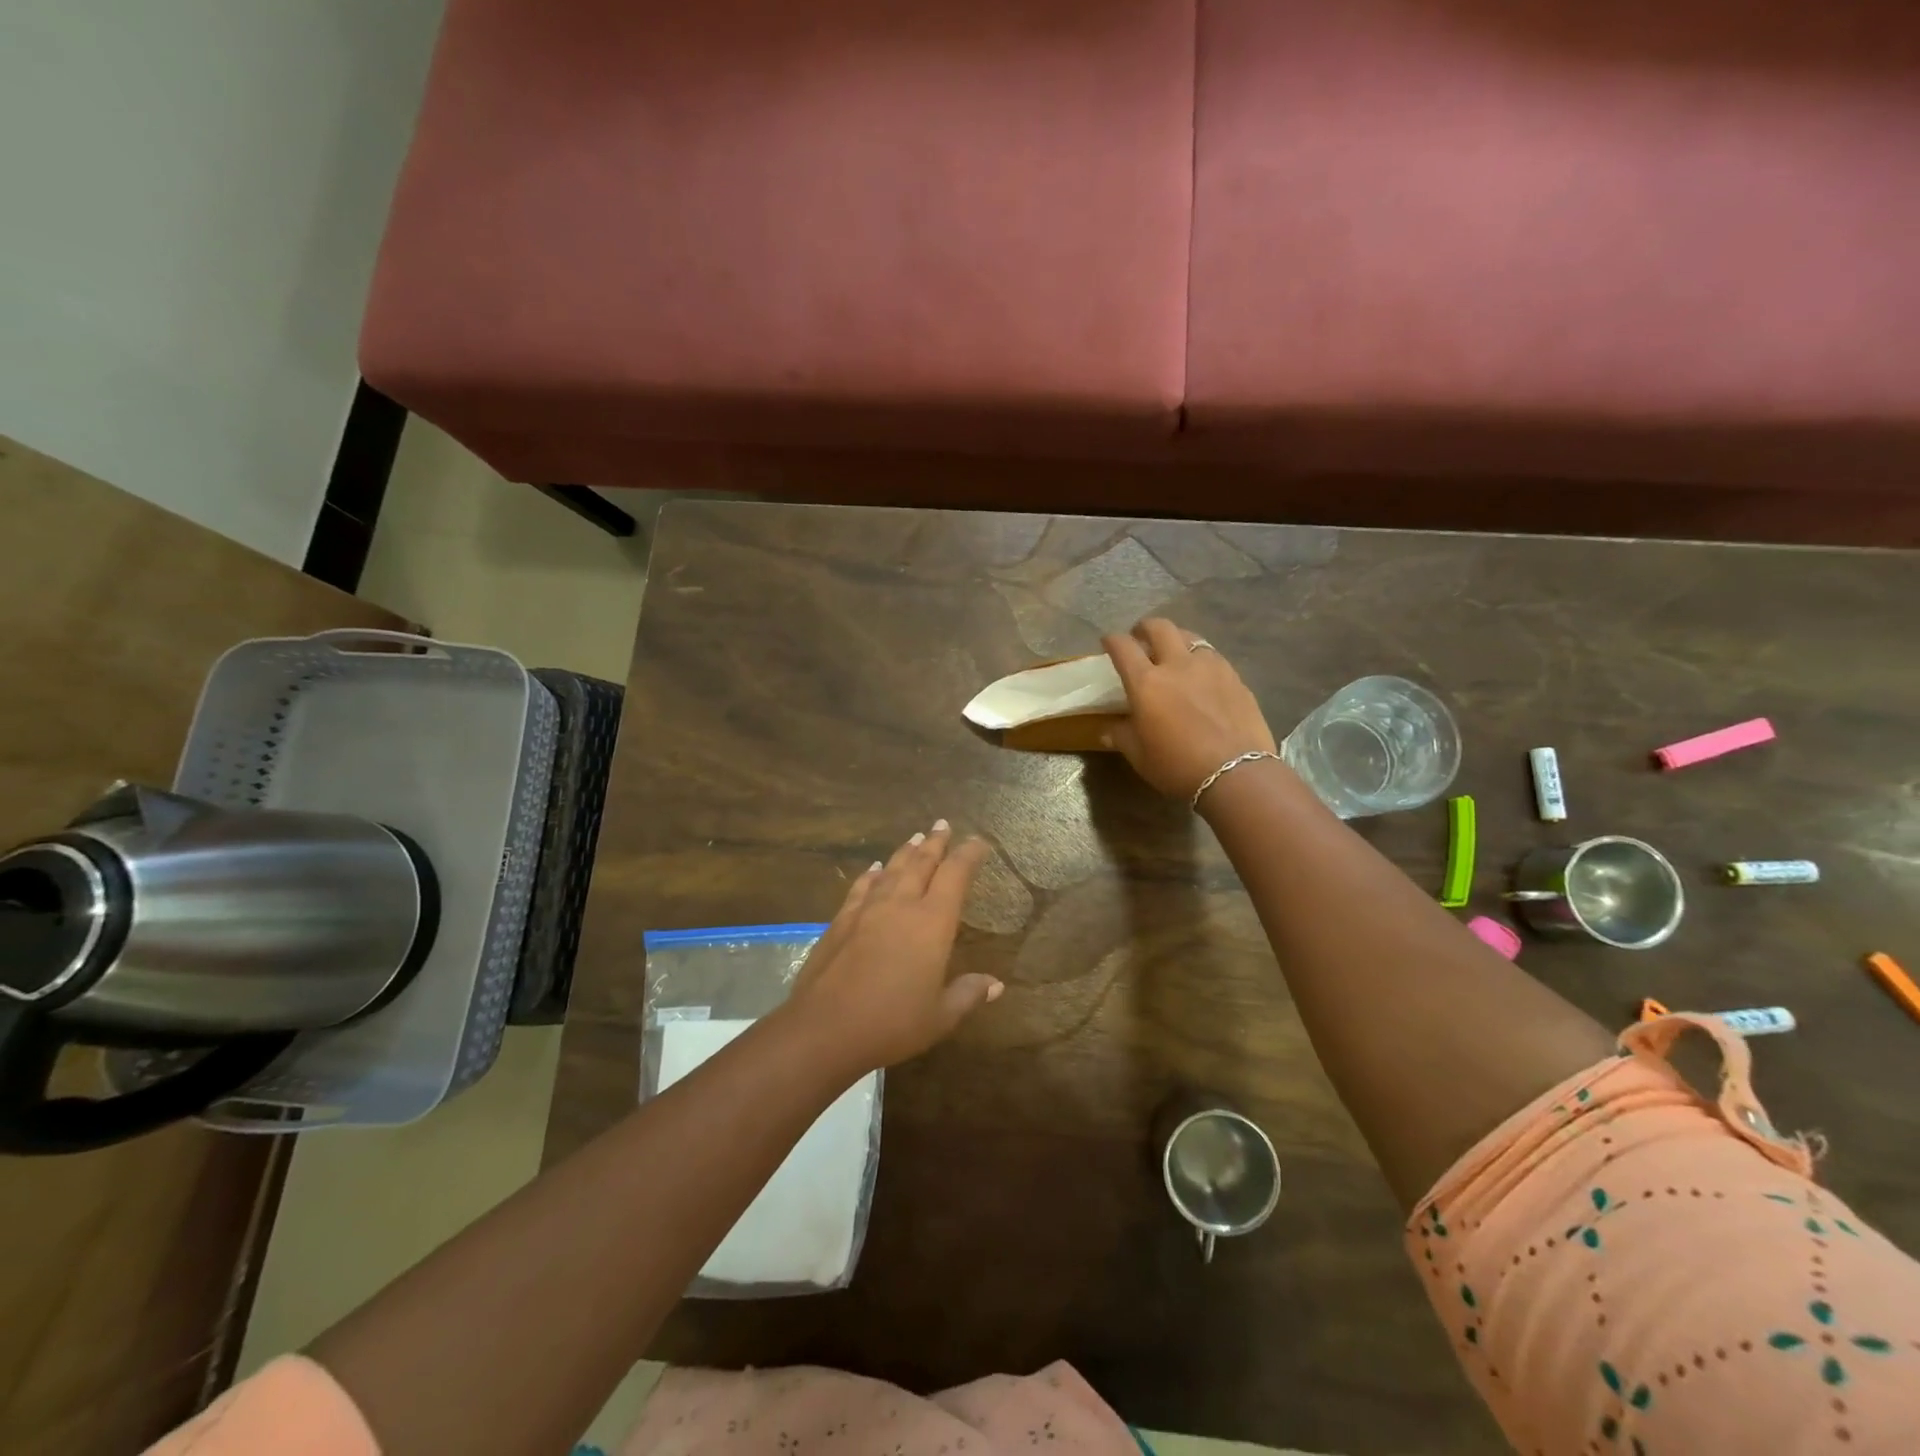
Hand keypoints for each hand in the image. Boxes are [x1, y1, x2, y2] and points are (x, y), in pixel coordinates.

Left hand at [787, 821, 1001, 1073]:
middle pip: (921, 863)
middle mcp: (901, 905)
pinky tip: (874, 869)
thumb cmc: (892, 1024)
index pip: (955, 875)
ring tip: (915, 838)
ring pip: (892, 869)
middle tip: (943, 825)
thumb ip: (968, 994)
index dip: (969, 855)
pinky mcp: (840, 921)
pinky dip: (872, 874)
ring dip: (906, 852)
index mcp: (932, 923)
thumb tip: (995, 984)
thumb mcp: (940, 1016)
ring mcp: (867, 909)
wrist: (824, 1029)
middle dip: (936, 843)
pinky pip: (862, 887)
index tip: (979, 842)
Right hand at [1101, 618, 1277, 801]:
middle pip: (1160, 627)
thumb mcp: (1140, 756)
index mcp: (1146, 683)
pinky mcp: (1235, 677)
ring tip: (1174, 653)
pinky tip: (1202, 676)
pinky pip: (1213, 656)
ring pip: (1190, 636)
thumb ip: (1121, 736)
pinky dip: (1200, 659)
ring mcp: (1210, 667)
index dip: (1112, 640)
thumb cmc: (1178, 766)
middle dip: (1145, 627)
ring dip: (1176, 639)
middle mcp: (1177, 665)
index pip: (1123, 647)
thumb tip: (1109, 729)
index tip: (1108, 643)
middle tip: (1140, 638)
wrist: (1237, 774)